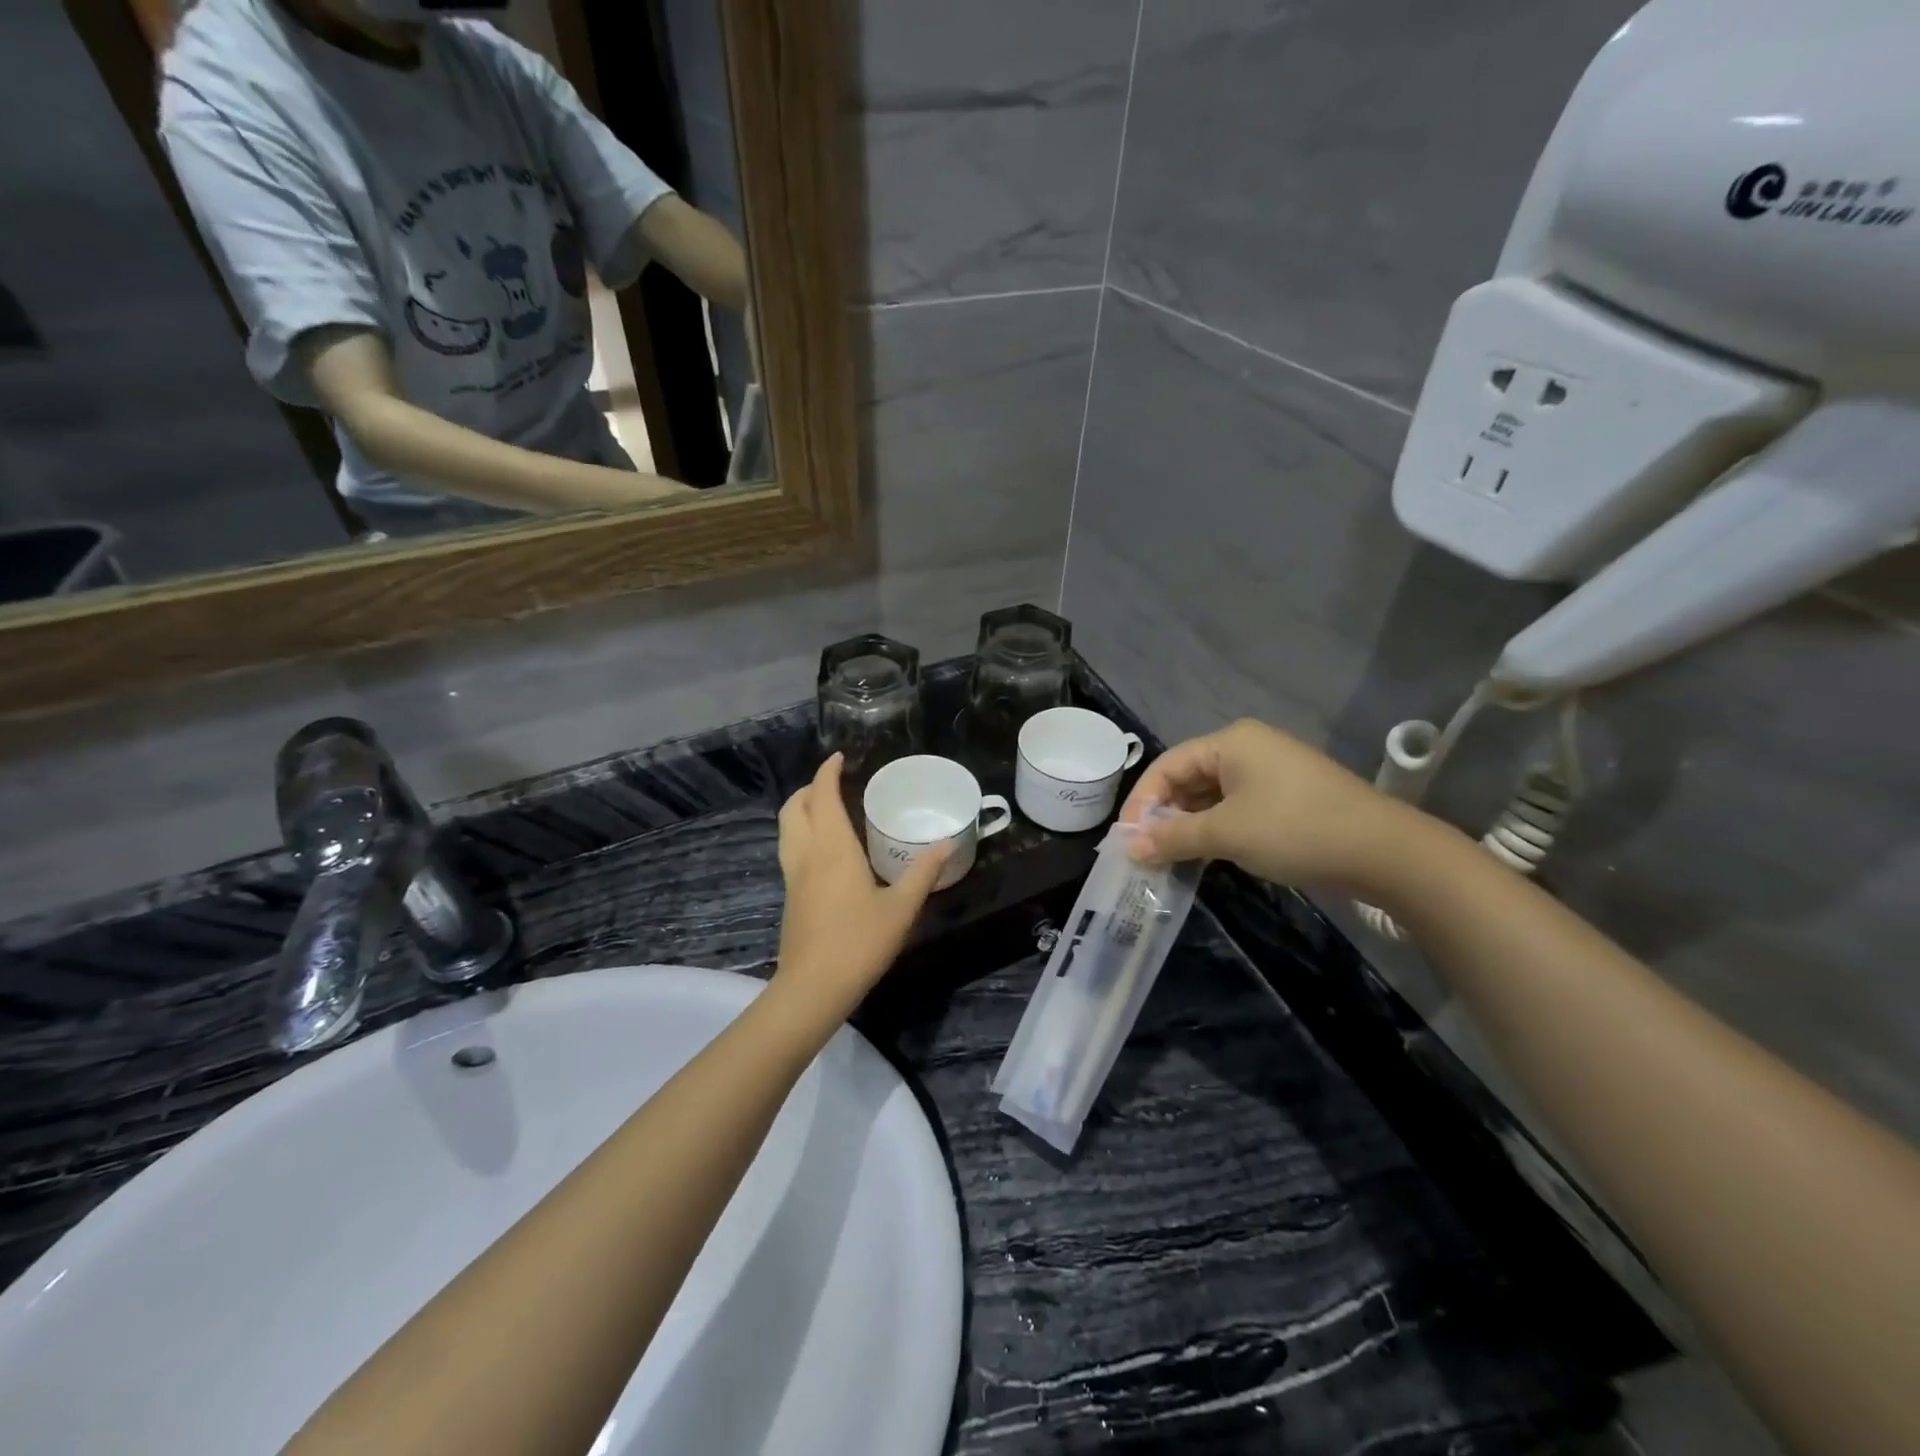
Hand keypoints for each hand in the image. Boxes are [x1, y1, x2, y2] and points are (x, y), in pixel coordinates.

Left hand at [772, 754, 947, 1023]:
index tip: (839, 758)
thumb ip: (923, 873)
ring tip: (826, 809)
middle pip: (794, 807)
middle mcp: (807, 854)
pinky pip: (790, 849)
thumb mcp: (901, 908)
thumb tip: (947, 844)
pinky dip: (801, 833)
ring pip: (787, 828)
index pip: (823, 796)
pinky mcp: (790, 896)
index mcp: (832, 848)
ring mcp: (793, 876)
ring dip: (801, 809)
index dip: (827, 772)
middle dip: (810, 788)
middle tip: (834, 783)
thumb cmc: (859, 942)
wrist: (813, 987)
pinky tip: (824, 850)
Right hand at [1120, 719, 1426, 896]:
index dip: (1141, 801)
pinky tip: (1206, 853)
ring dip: (1189, 824)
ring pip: (1212, 795)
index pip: (1167, 765)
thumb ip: (1173, 837)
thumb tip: (1127, 847)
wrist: (1385, 852)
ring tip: (1170, 856)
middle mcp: (1248, 747)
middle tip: (1146, 851)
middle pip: (1188, 777)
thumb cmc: (1295, 829)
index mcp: (1231, 741)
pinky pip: (1236, 806)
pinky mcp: (1288, 796)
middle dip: (1164, 814)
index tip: (1126, 839)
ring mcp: (1271, 772)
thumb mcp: (1227, 833)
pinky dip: (1216, 828)